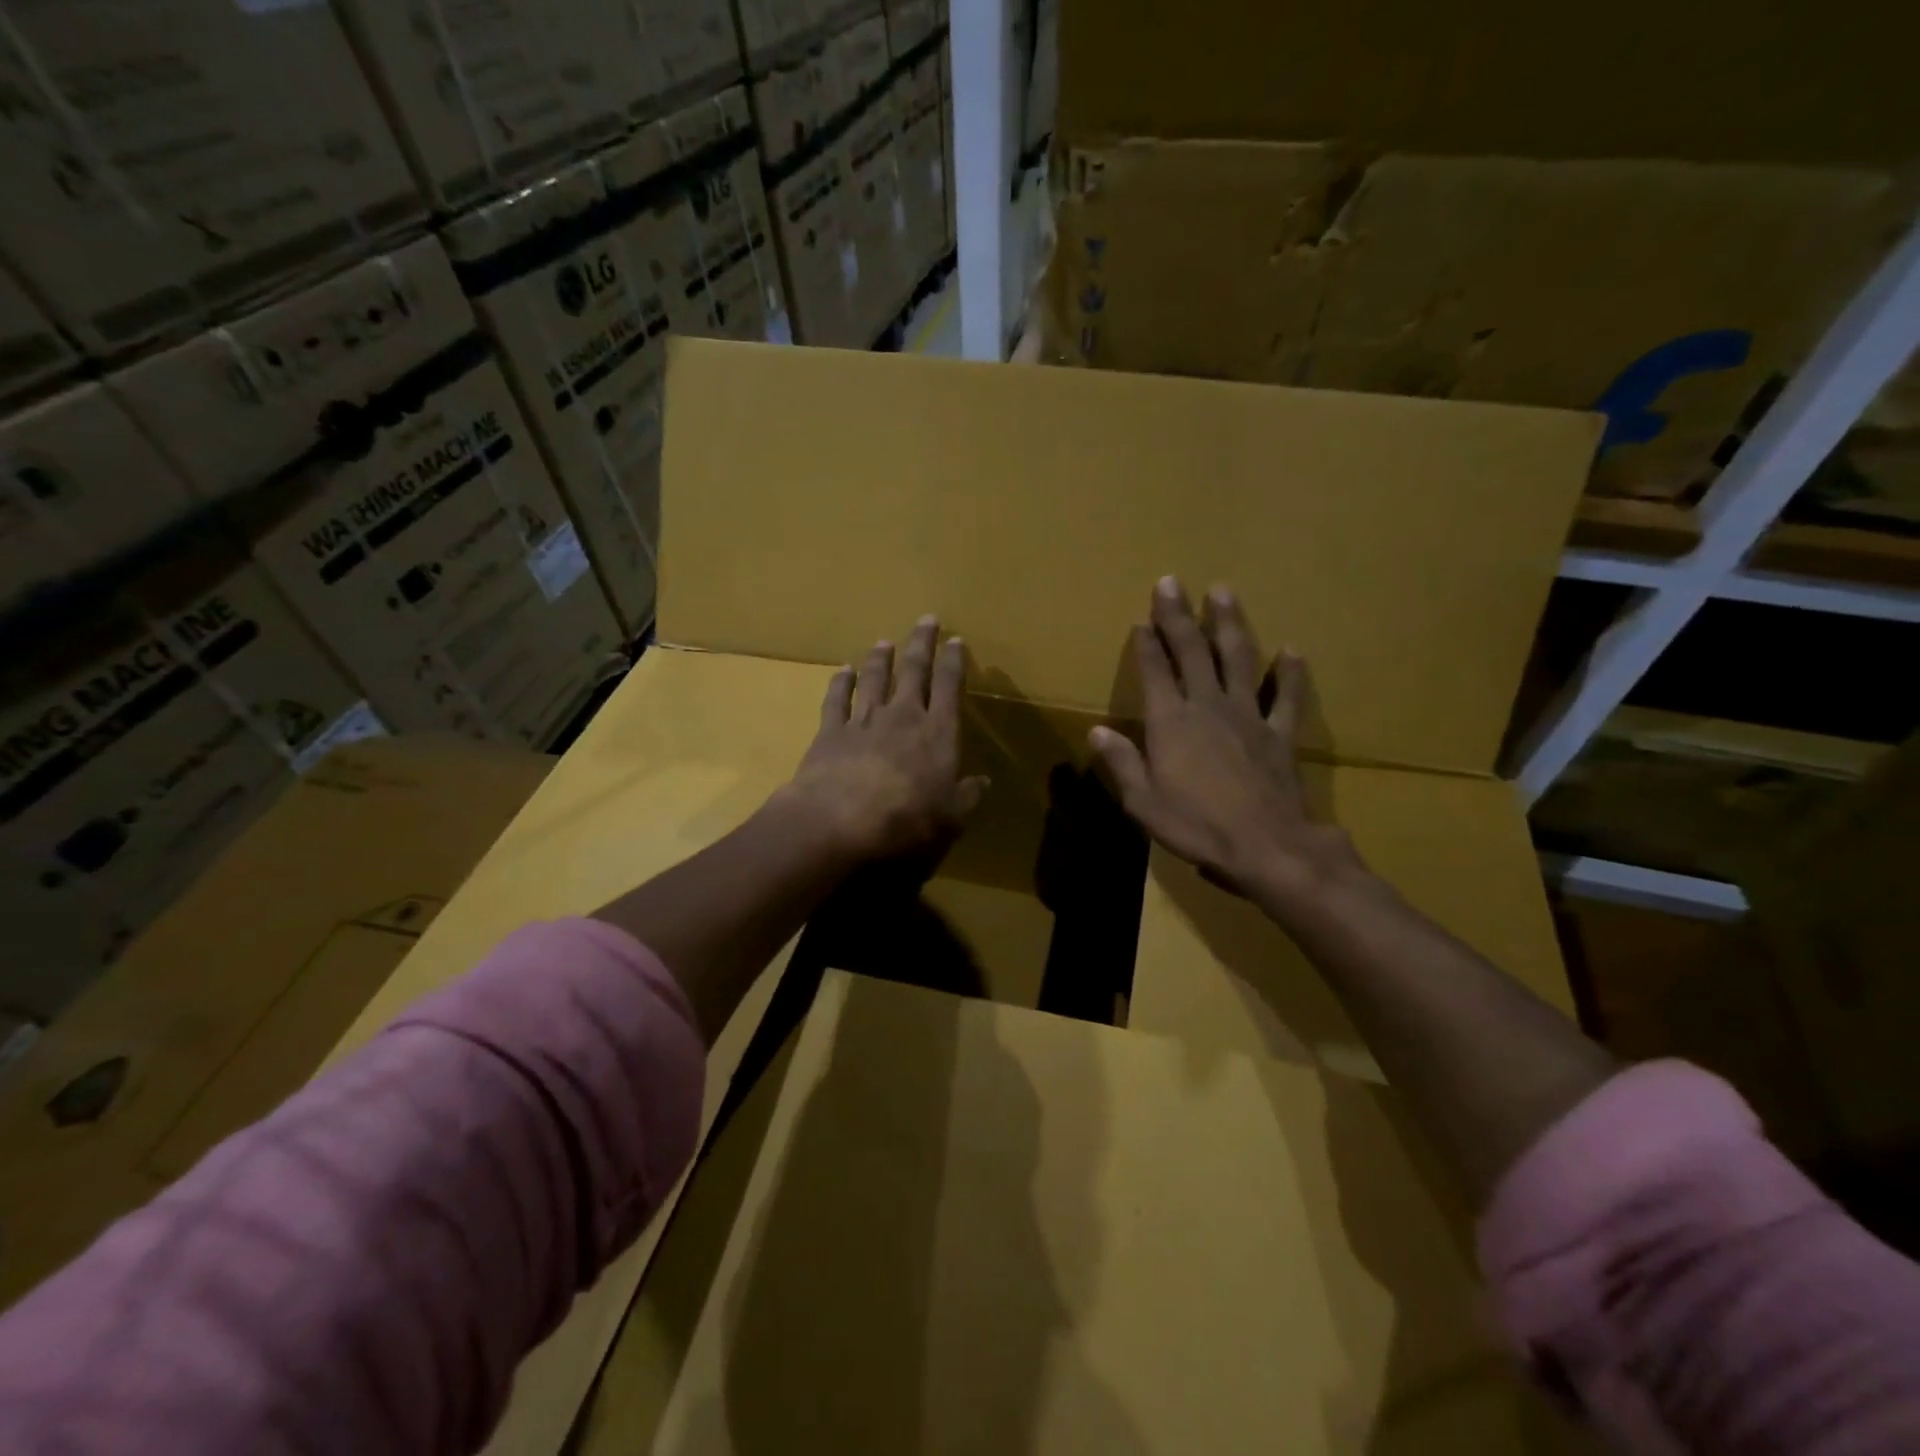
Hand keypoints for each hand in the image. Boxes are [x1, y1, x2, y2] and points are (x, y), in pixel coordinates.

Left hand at [781, 615, 989, 863]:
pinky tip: (843, 671)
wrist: (839, 824)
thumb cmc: (907, 823)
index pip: (949, 687)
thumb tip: (983, 781)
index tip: (955, 640)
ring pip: (874, 679)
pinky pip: (836, 700)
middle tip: (925, 620)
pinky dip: (840, 683)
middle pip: (914, 671)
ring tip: (884, 642)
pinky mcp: (830, 733)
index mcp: (938, 733)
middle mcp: (903, 717)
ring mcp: (863, 721)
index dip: (953, 662)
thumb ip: (968, 796)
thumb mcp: (952, 819)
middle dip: (921, 644)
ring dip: (881, 658)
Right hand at [1088, 578, 1362, 902]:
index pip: (1155, 672)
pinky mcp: (1280, 735)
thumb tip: (1097, 731)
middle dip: (1179, 616)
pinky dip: (1288, 674)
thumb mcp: (1143, 802)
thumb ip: (1121, 763)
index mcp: (1171, 723)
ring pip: (1237, 660)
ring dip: (1228, 625)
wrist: (1268, 848)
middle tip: (1172, 582)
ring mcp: (1248, 717)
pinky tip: (1291, 651)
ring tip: (1223, 592)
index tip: (1141, 617)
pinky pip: (1285, 698)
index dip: (1146, 644)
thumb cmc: (1196, 827)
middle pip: (1192, 652)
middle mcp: (1208, 707)